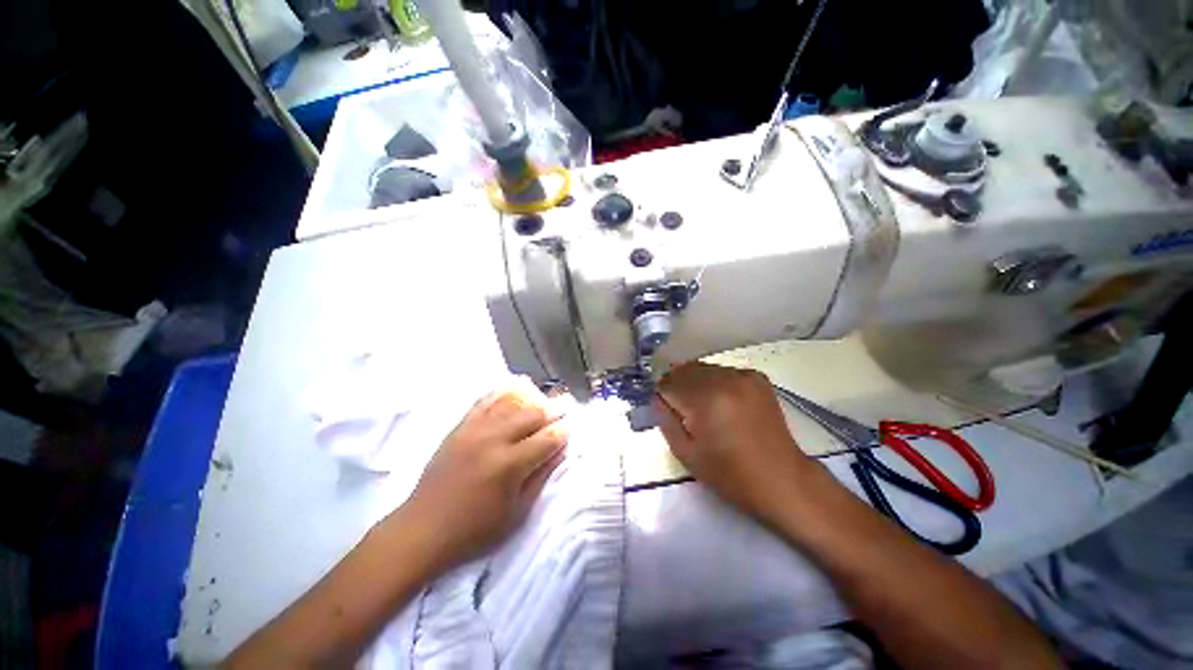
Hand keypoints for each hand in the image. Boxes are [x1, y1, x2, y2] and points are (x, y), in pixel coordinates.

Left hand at [398, 379, 568, 569]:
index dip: (565, 430)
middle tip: (566, 406)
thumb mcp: (516, 513)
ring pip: (512, 401)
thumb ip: (541, 477)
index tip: (573, 425)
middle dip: (554, 408)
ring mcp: (474, 429)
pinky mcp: (460, 426)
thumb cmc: (474, 531)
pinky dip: (504, 391)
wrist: (421, 530)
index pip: (548, 438)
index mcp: (509, 465)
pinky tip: (515, 387)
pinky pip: (486, 400)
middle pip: (533, 413)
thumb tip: (560, 450)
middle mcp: (494, 439)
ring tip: (545, 399)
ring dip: (533, 398)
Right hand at [653, 362, 813, 523]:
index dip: (662, 395)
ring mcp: (743, 375)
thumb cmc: (730, 474)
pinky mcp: (757, 378)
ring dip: (694, 382)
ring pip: (703, 368)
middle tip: (680, 408)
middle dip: (676, 385)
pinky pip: (722, 371)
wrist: (782, 479)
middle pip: (684, 369)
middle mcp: (724, 379)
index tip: (665, 410)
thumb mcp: (686, 454)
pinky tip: (722, 401)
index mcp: (706, 399)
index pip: (668, 382)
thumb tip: (657, 398)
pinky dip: (715, 381)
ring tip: (701, 406)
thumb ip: (665, 420)